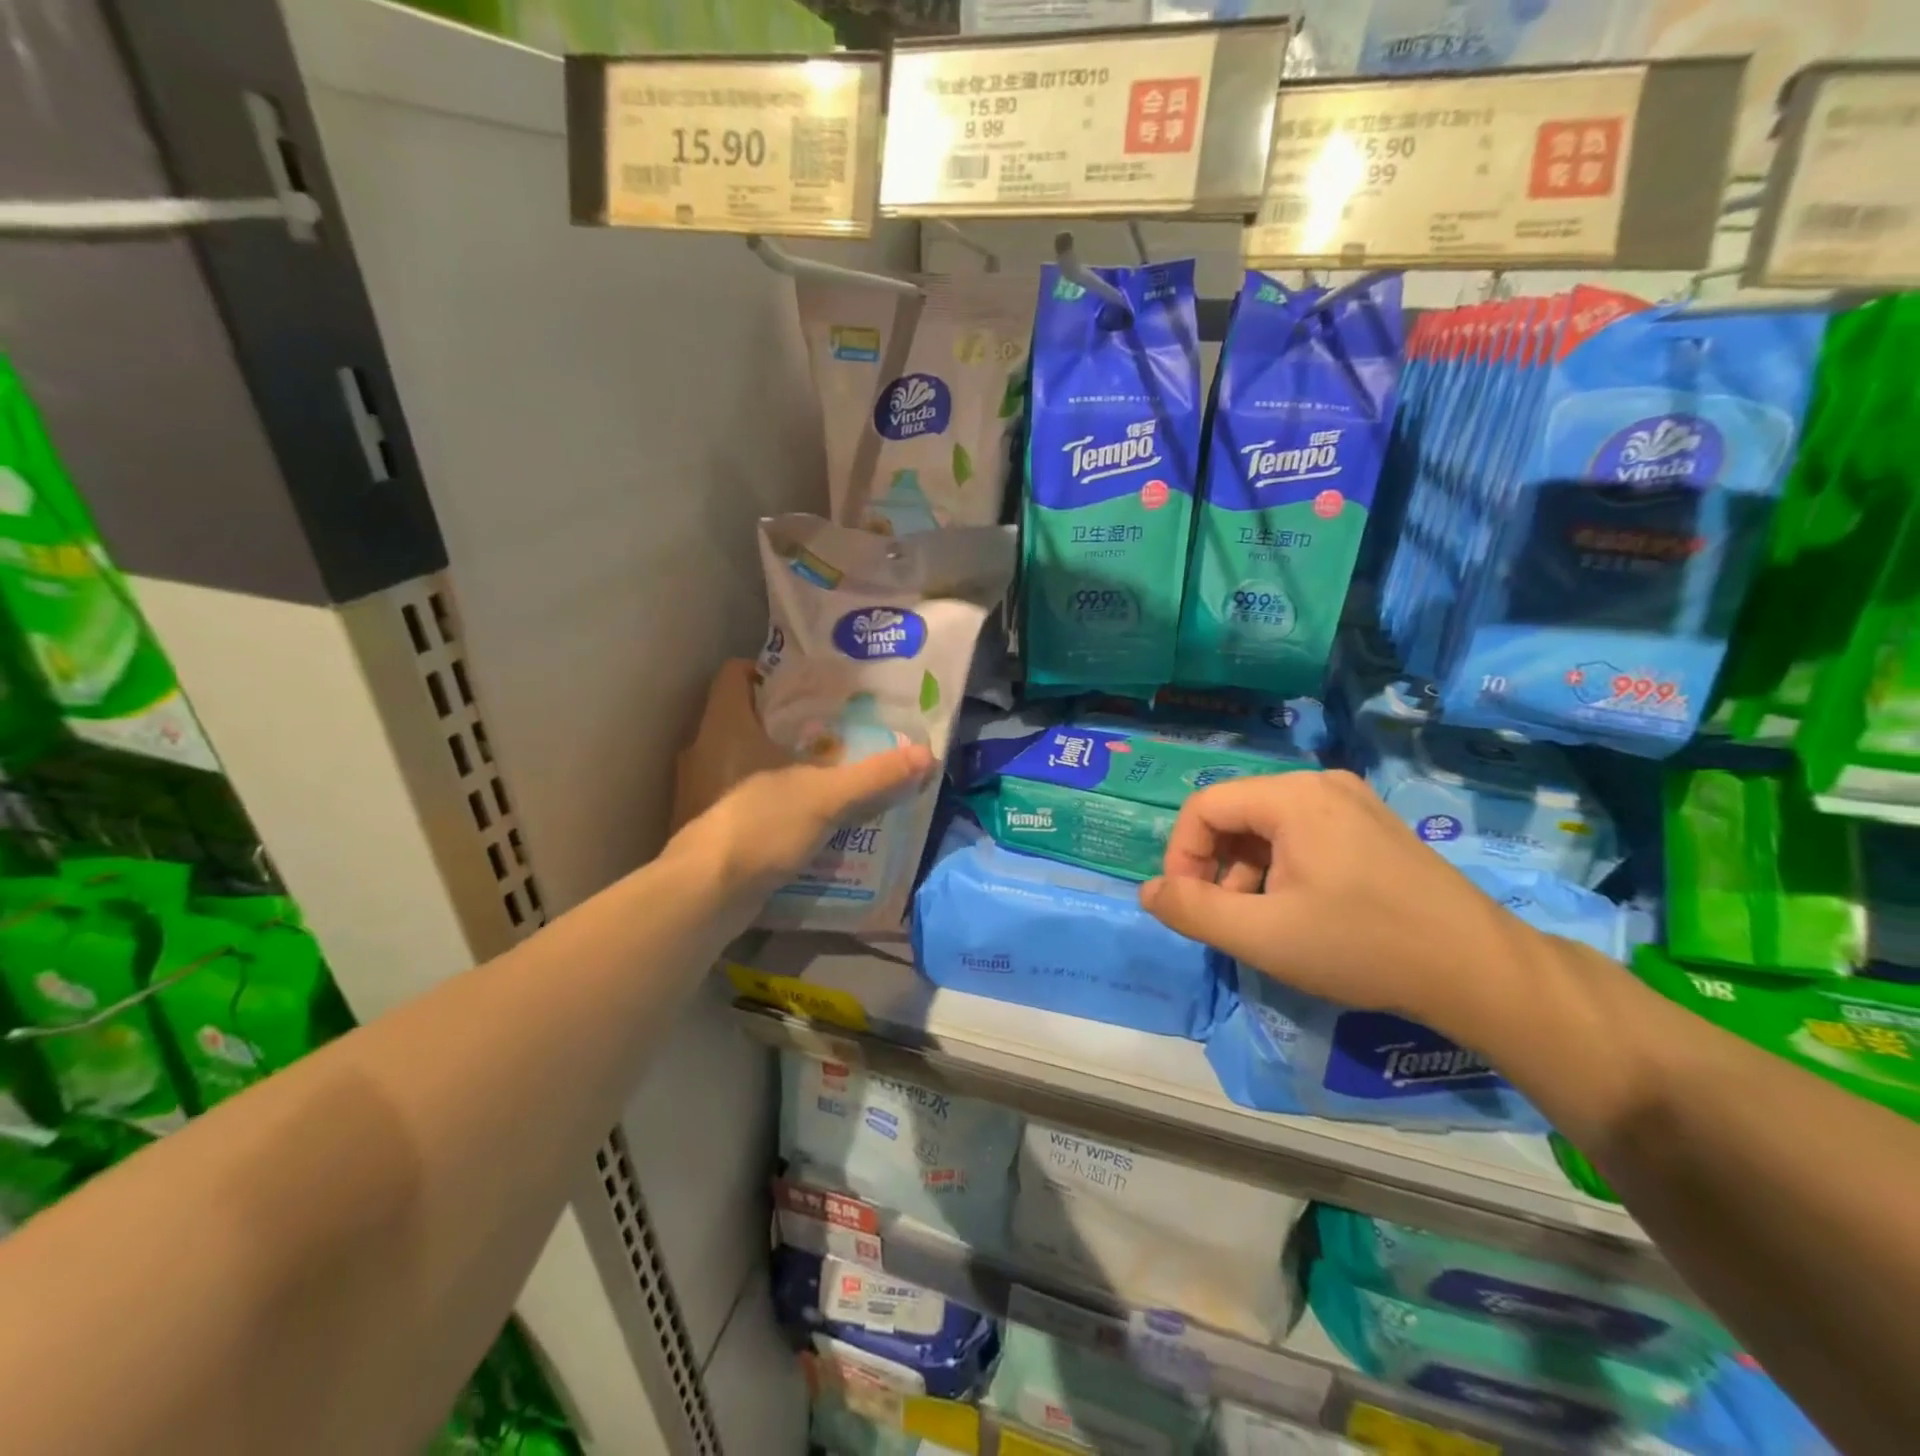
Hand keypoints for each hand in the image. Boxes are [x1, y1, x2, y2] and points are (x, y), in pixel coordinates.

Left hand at [669, 660, 932, 893]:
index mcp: (726, 724)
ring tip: (823, 769)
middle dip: (786, 721)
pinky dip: (769, 798)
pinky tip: (801, 813)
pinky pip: (742, 796)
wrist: (705, 896)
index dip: (768, 671)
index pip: (736, 674)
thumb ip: (876, 776)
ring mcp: (701, 790)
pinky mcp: (706, 825)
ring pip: (743, 759)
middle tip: (831, 726)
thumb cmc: (761, 824)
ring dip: (778, 763)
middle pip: (745, 717)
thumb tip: (927, 756)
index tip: (808, 683)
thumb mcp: (828, 796)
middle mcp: (705, 750)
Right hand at [1138, 770, 1542, 1038]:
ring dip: (1245, 871)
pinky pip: (1302, 834)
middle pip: (1235, 814)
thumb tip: (1147, 892)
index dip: (1181, 855)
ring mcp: (1351, 802)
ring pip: (1267, 827)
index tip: (1187, 905)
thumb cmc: (1362, 945)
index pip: (1203, 807)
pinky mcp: (1372, 825)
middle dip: (1214, 866)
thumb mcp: (1263, 935)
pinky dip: (1280, 868)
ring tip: (1259, 922)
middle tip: (1223, 918)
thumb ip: (1193, 910)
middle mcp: (1320, 784)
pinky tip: (1296, 911)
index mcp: (1292, 796)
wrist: (1479, 970)